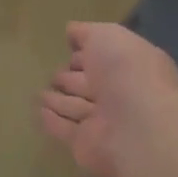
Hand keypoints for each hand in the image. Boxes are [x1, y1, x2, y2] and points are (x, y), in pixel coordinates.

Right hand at [37, 22, 177, 176]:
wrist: (137, 126)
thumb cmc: (126, 71)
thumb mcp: (106, 35)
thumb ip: (86, 32)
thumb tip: (71, 31)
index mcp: (130, 67)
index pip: (102, 58)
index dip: (86, 53)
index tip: (68, 50)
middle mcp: (119, 94)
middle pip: (89, 84)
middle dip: (71, 79)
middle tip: (53, 75)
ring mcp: (103, 122)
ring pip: (76, 107)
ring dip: (59, 101)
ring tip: (40, 94)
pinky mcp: (86, 145)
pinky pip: (65, 129)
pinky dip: (52, 121)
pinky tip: (39, 112)